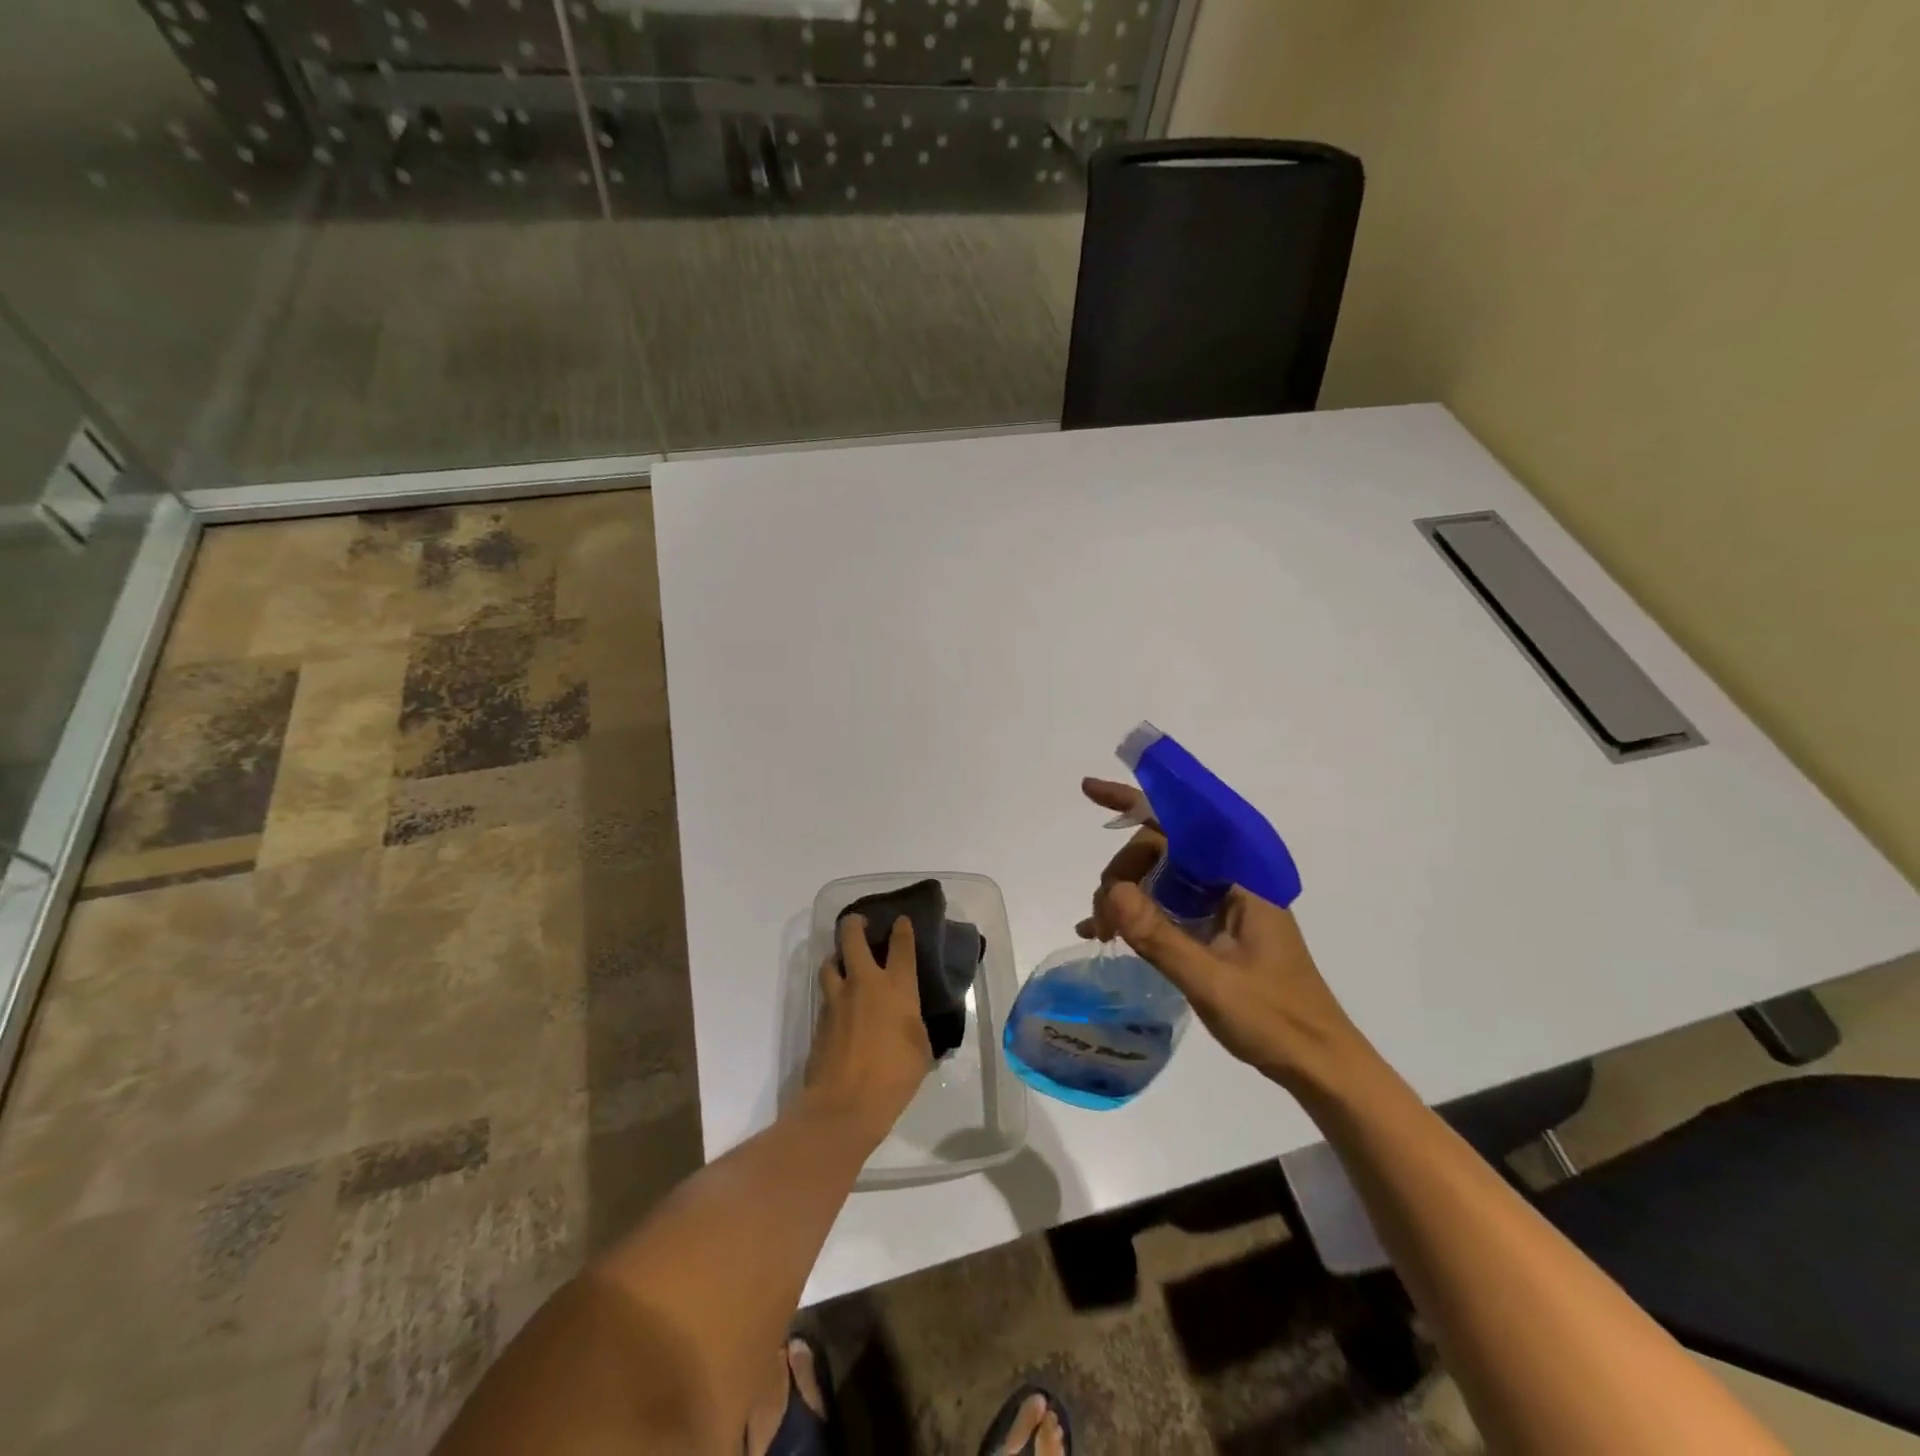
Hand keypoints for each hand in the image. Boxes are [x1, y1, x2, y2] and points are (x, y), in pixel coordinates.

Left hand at [803, 914, 933, 1142]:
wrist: (844, 1105)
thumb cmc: (894, 1077)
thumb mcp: (921, 1050)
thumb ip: (914, 1027)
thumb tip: (909, 1022)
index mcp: (896, 988)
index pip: (901, 946)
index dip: (902, 929)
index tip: (901, 920)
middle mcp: (864, 984)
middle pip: (852, 938)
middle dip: (854, 923)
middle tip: (859, 922)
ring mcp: (837, 1000)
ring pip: (830, 962)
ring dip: (837, 957)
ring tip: (844, 962)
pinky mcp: (819, 1020)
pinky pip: (826, 994)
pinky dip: (833, 990)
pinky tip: (840, 1002)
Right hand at [1078, 779, 1374, 1094]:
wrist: (1318, 1065)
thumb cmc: (1275, 1020)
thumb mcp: (1212, 980)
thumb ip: (1160, 935)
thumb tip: (1110, 892)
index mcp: (1238, 879)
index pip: (1178, 824)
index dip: (1132, 802)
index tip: (1090, 791)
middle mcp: (1228, 883)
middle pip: (1159, 850)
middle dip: (1121, 872)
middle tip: (1100, 919)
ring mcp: (1220, 906)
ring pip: (1157, 878)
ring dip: (1122, 895)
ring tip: (1098, 930)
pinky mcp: (1213, 931)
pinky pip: (1163, 908)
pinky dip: (1134, 916)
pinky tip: (1102, 934)